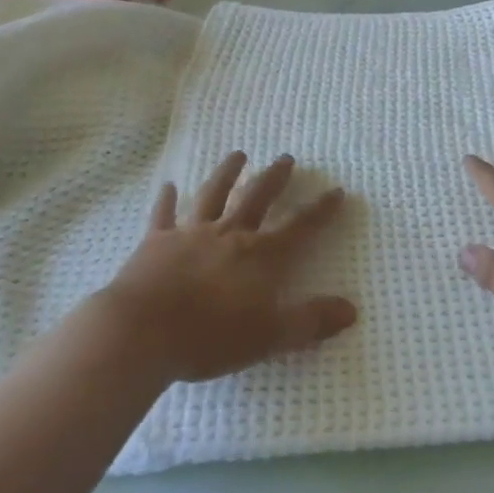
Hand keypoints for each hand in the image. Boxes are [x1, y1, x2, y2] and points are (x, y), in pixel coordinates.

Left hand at [100, 153, 356, 383]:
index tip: (336, 191)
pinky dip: (167, 199)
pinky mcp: (156, 242)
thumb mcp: (270, 337)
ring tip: (239, 155)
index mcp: (260, 256)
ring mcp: (190, 234)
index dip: (321, 211)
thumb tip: (351, 310)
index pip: (300, 227)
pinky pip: (164, 214)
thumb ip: (311, 322)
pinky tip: (169, 185)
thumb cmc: (210, 337)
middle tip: (286, 158)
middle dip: (275, 178)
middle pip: (257, 198)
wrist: (142, 332)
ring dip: (227, 173)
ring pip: (213, 195)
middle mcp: (229, 235)